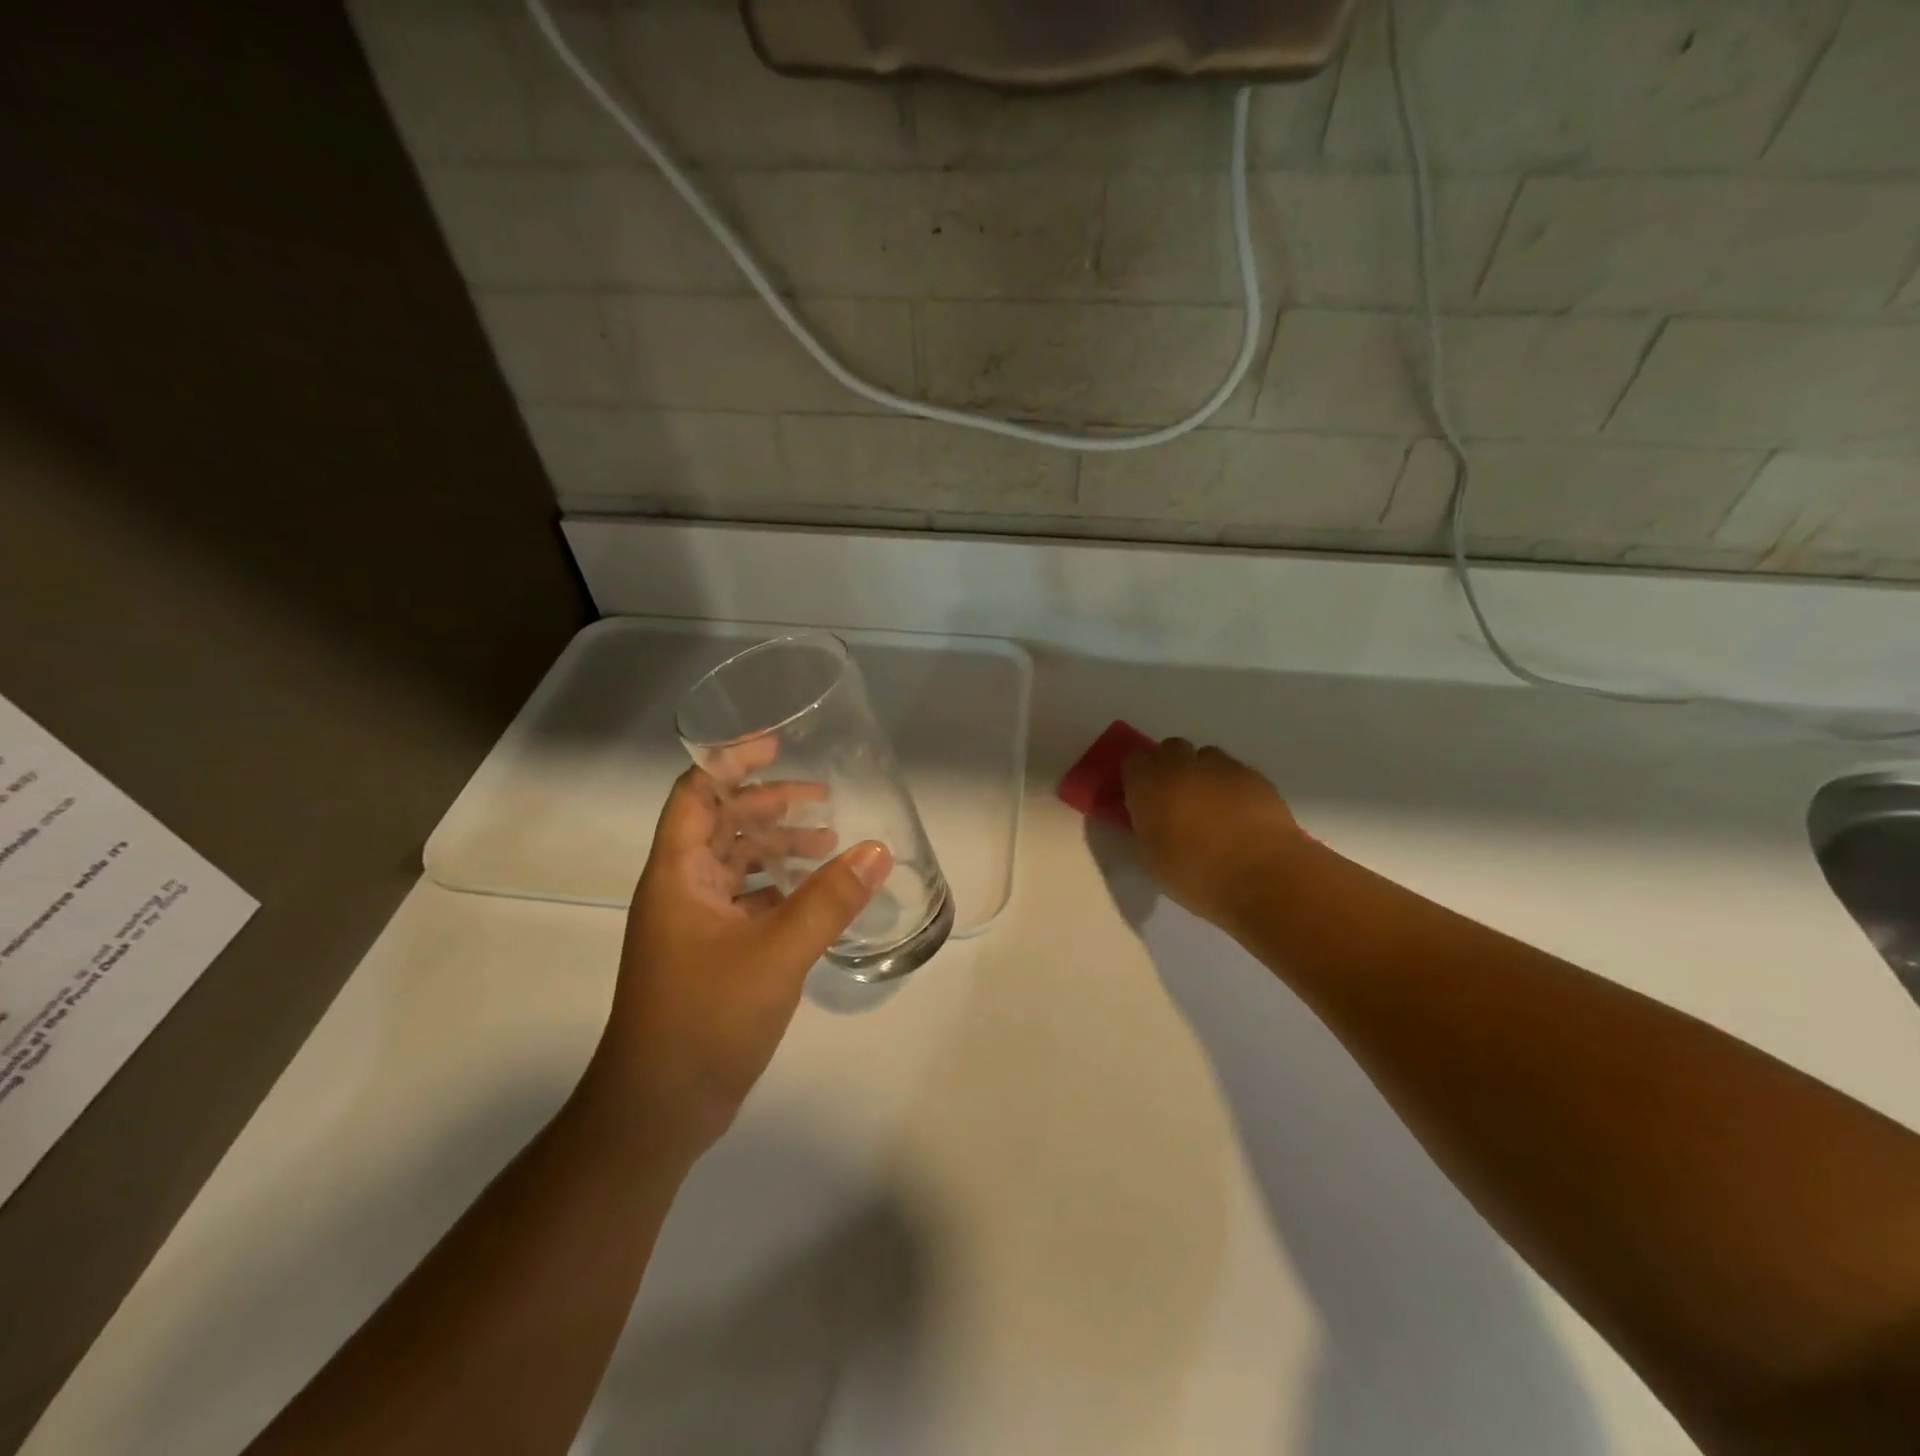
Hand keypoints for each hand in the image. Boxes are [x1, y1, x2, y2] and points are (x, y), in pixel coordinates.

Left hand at [592, 766, 890, 1157]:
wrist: (658, 1109)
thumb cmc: (705, 1019)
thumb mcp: (776, 954)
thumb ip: (828, 900)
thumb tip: (877, 850)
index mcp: (677, 875)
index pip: (696, 794)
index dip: (731, 762)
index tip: (777, 745)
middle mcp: (681, 890)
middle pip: (721, 824)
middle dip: (768, 804)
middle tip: (822, 798)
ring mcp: (694, 925)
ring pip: (736, 864)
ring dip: (777, 847)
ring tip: (829, 844)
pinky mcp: (711, 954)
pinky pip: (746, 901)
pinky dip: (779, 888)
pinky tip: (815, 895)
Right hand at [1122, 739, 1306, 927]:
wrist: (1261, 876)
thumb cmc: (1195, 875)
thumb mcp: (1151, 860)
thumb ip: (1146, 830)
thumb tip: (1150, 820)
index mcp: (1148, 785)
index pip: (1133, 762)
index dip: (1138, 778)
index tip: (1142, 798)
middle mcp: (1181, 766)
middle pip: (1170, 749)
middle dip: (1171, 767)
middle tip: (1176, 800)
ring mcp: (1221, 767)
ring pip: (1206, 757)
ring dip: (1203, 774)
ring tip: (1212, 807)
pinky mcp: (1255, 776)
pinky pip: (1236, 771)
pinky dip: (1233, 786)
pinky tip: (1240, 815)